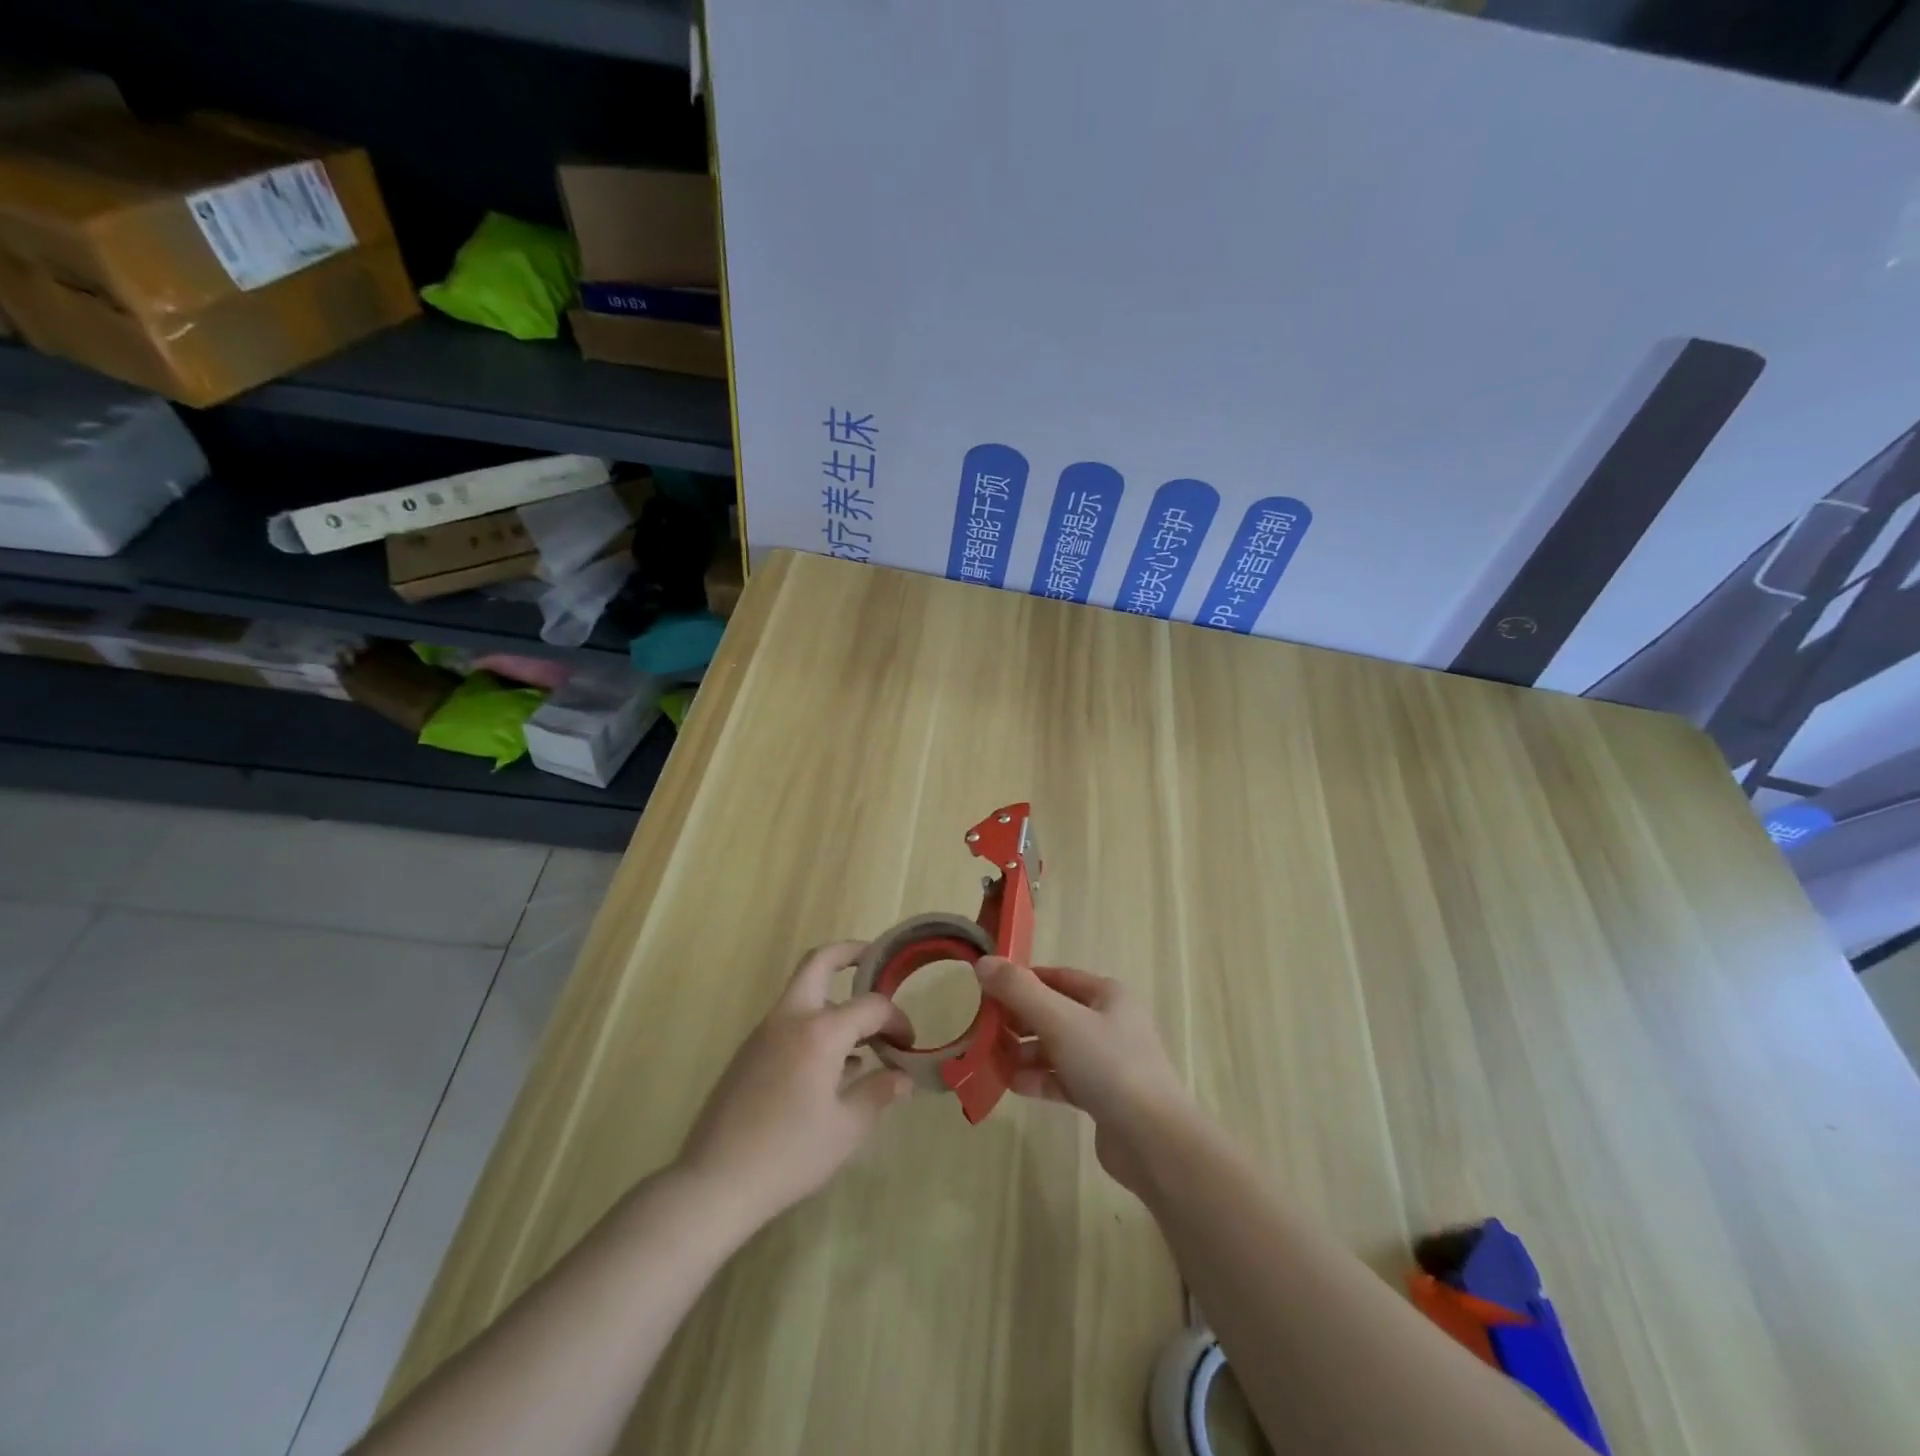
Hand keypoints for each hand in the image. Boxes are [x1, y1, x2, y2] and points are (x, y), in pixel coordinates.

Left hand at [677, 941, 913, 1226]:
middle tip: (876, 962)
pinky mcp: (749, 1052)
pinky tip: (832, 1065)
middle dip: (850, 953)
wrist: (715, 1182)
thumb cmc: (789, 1155)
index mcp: (820, 1032)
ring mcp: (764, 1032)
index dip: (896, 1019)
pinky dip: (815, 1024)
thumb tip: (902, 1077)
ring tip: (862, 1031)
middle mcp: (790, 1018)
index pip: (871, 1006)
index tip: (908, 1043)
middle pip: (819, 962)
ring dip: (833, 996)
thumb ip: (879, 1094)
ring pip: (803, 992)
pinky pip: (789, 1021)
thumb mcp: (847, 1129)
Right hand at [975, 957, 1191, 1195]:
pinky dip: (1039, 1079)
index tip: (988, 991)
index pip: (1057, 977)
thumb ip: (1019, 991)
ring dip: (1026, 1052)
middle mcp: (1111, 1022)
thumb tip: (984, 962)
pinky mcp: (1104, 1096)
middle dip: (1020, 1020)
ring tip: (993, 1060)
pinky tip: (1014, 1085)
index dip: (1023, 981)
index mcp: (1108, 995)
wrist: (1152, 1140)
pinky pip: (1064, 1079)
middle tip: (985, 1028)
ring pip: (1058, 1047)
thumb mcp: (1059, 1020)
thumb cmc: (1108, 1066)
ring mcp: (1109, 1061)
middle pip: (1055, 1012)